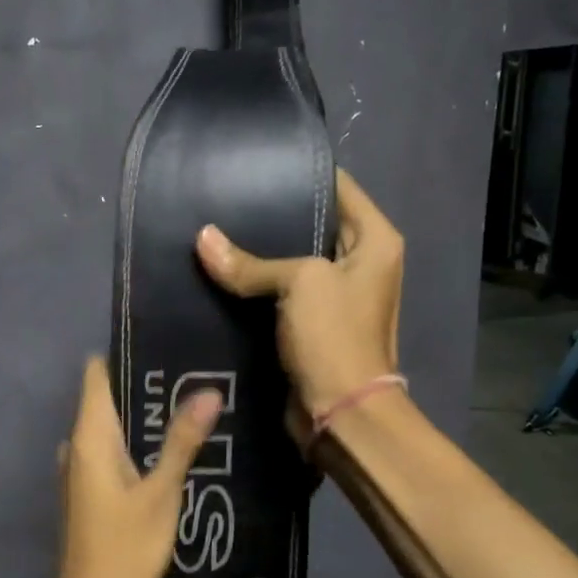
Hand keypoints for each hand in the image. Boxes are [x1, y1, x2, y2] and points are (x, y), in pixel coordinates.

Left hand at [52, 356, 221, 577]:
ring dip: (145, 419)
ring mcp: (81, 475)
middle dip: (145, 387)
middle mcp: (78, 449)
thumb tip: (207, 390)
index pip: (96, 375)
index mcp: (89, 438)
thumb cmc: (125, 549)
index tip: (164, 341)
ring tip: (191, 404)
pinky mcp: (90, 497)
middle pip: (107, 400)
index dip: (124, 353)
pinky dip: (138, 447)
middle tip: (193, 372)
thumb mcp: (161, 493)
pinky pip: (113, 456)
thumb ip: (182, 441)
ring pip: (113, 431)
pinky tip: (173, 451)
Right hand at [196, 169, 403, 420]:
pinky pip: (280, 295)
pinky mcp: (311, 325)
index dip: (299, 174)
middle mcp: (360, 263)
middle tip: (223, 201)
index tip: (254, 165)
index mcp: (375, 240)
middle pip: (312, 224)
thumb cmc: (334, 336)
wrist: (341, 413)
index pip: (338, 187)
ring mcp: (335, 296)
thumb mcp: (298, 284)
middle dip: (270, 215)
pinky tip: (221, 273)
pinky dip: (256, 287)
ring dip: (259, 255)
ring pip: (291, 262)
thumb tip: (202, 238)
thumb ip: (250, 262)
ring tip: (214, 232)